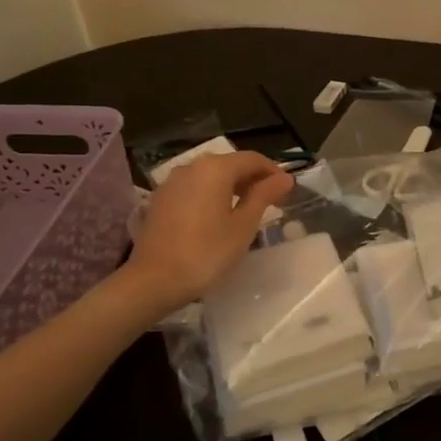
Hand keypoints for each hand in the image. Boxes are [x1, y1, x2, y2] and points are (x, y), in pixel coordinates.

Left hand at [128, 152, 293, 307]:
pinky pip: (194, 187)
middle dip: (252, 178)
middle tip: (270, 201)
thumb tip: (284, 178)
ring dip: (231, 186)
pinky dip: (211, 194)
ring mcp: (172, 182)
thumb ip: (264, 196)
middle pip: (230, 164)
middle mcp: (192, 166)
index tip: (287, 191)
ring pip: (210, 175)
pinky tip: (217, 216)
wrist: (153, 280)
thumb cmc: (206, 253)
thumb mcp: (243, 226)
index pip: (253, 159)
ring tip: (246, 210)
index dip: (273, 171)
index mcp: (216, 168)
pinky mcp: (160, 199)